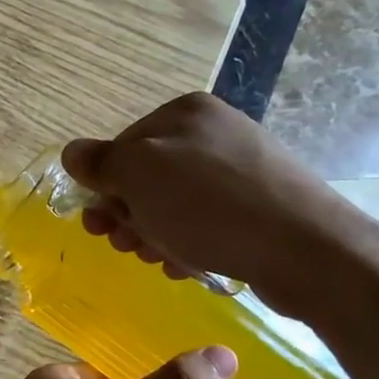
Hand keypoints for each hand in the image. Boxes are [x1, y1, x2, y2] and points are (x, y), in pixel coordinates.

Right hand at [61, 92, 358, 317]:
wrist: (307, 249)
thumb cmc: (209, 206)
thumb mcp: (139, 175)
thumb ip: (100, 162)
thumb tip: (72, 153)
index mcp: (184, 113)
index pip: (121, 147)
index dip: (104, 188)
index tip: (100, 225)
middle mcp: (213, 132)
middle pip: (146, 177)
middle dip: (128, 215)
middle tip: (125, 247)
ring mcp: (240, 167)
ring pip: (172, 203)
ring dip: (154, 234)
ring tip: (158, 259)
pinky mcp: (259, 204)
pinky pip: (204, 221)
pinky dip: (187, 242)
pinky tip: (188, 265)